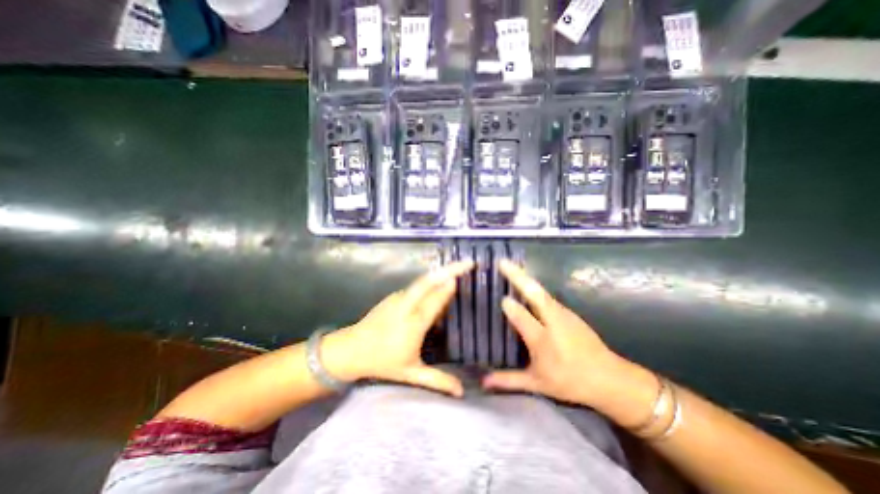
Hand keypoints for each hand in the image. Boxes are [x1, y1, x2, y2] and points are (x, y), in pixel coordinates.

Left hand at [324, 262, 473, 396]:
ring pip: (423, 281)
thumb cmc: (383, 361)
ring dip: (440, 274)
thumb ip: (438, 381)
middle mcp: (406, 305)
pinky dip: (431, 283)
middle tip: (467, 262)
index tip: (463, 276)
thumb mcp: (411, 373)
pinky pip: (416, 287)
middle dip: (449, 269)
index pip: (435, 300)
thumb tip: (462, 392)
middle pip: (428, 281)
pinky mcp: (394, 296)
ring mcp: (398, 298)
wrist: (351, 349)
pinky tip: (438, 288)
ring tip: (457, 271)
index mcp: (413, 323)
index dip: (448, 287)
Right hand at [480, 263, 639, 411]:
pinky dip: (533, 286)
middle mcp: (553, 321)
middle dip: (517, 276)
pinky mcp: (569, 311)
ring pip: (541, 290)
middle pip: (533, 292)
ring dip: (525, 277)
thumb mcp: (537, 383)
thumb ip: (508, 380)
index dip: (509, 305)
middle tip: (502, 262)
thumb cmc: (570, 382)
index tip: (498, 297)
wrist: (610, 378)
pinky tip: (526, 284)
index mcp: (542, 339)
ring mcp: (563, 313)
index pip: (520, 315)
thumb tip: (482, 382)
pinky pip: (546, 295)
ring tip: (510, 267)